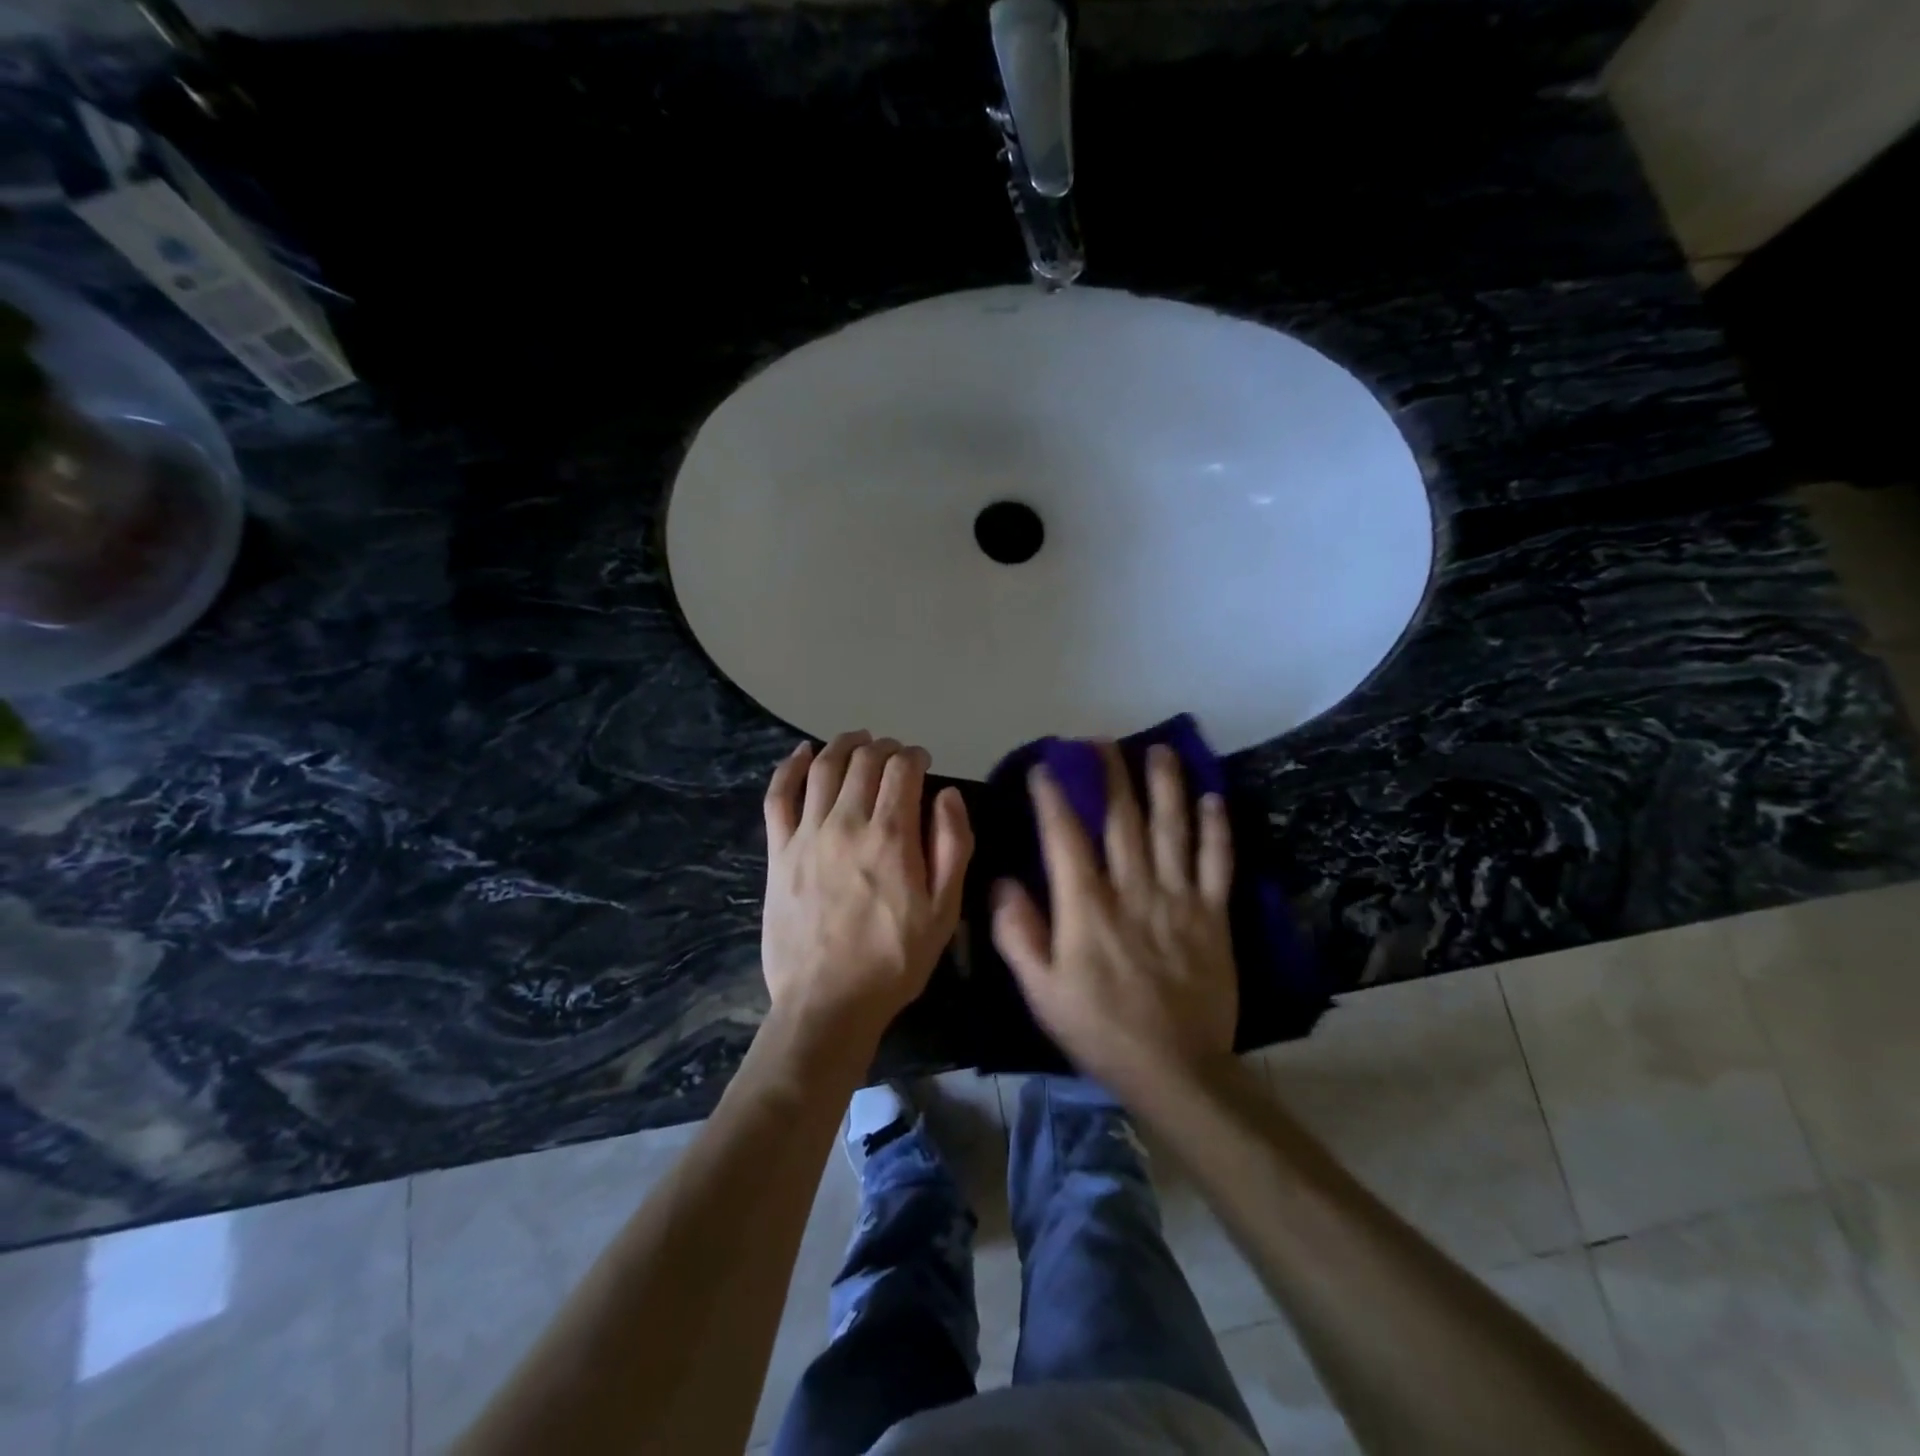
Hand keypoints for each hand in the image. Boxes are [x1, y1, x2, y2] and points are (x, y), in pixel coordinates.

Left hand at [761, 731, 972, 1044]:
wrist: (828, 1002)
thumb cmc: (895, 959)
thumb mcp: (944, 910)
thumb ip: (952, 845)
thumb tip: (947, 794)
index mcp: (891, 836)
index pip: (902, 771)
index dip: (915, 757)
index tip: (922, 762)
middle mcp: (847, 822)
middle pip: (864, 762)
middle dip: (885, 748)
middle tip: (895, 754)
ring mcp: (807, 834)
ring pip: (825, 769)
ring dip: (844, 745)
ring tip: (858, 740)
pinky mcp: (779, 852)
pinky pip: (779, 796)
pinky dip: (791, 768)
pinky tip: (802, 753)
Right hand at [991, 742, 1236, 1098]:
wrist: (1175, 1070)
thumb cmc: (1099, 1030)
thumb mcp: (1041, 991)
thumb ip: (1018, 934)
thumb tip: (1002, 881)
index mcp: (1087, 907)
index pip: (1066, 837)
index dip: (1054, 797)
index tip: (1046, 767)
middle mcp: (1133, 890)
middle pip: (1122, 819)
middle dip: (1109, 775)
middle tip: (1100, 741)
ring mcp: (1178, 899)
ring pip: (1171, 829)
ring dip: (1165, 785)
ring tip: (1159, 750)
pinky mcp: (1213, 916)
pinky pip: (1218, 863)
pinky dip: (1216, 829)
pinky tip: (1212, 798)